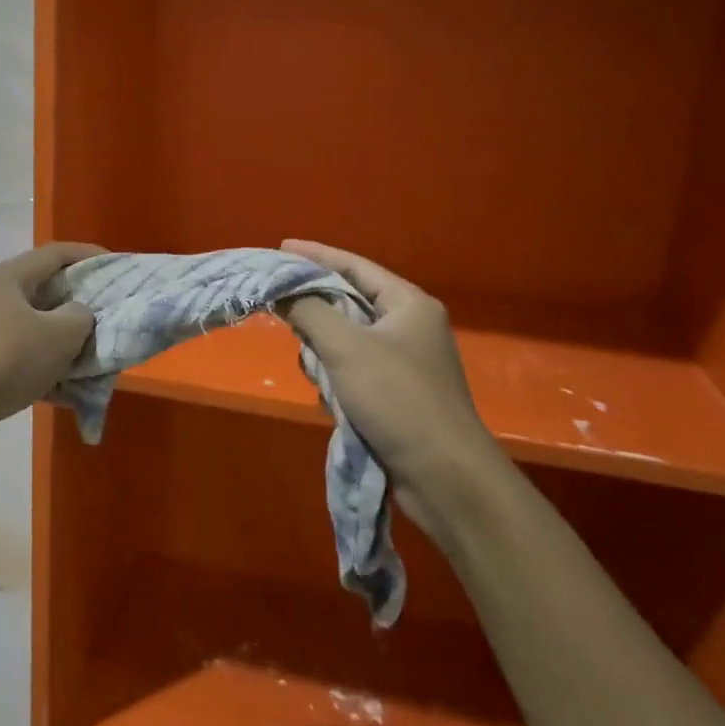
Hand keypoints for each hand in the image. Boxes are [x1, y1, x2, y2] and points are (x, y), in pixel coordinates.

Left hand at [0, 242, 102, 457]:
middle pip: (50, 291)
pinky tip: (70, 393)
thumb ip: (82, 317)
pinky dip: (49, 370)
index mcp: (12, 276)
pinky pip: (26, 359)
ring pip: (40, 329)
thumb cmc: (5, 358)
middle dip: (84, 305)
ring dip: (68, 343)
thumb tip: (79, 315)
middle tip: (112, 317)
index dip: (92, 256)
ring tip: (97, 359)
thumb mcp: (59, 334)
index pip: (58, 253)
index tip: (121, 269)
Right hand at [280, 239, 502, 539]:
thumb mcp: (346, 348)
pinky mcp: (397, 397)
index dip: (315, 255)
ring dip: (325, 353)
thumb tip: (280, 289)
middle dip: (316, 310)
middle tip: (281, 309)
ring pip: (348, 341)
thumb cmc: (398, 398)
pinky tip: (330, 400)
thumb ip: (308, 311)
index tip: (279, 248)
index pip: (354, 266)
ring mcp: (405, 364)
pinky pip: (354, 373)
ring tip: (312, 368)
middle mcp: (410, 327)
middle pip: (349, 302)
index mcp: (408, 304)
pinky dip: (337, 381)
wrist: (445, 477)